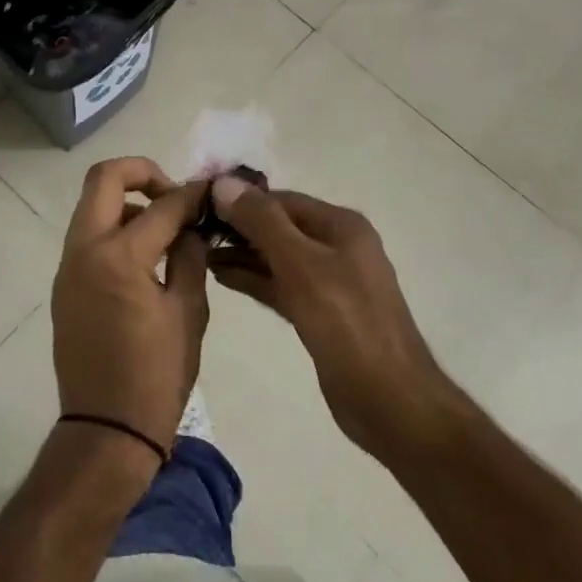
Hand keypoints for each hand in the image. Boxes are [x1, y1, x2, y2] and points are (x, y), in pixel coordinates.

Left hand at [51, 158, 210, 457]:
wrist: (106, 430)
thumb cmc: (157, 376)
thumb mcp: (189, 312)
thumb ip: (190, 256)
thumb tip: (192, 225)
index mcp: (120, 257)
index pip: (162, 205)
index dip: (192, 194)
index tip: (212, 193)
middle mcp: (85, 251)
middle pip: (104, 178)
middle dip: (143, 173)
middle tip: (174, 196)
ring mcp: (68, 267)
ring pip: (93, 208)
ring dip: (128, 205)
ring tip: (165, 232)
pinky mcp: (64, 286)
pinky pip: (89, 239)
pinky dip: (116, 232)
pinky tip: (146, 259)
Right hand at [208, 176, 450, 458]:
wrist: (389, 399)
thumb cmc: (346, 323)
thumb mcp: (301, 265)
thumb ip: (262, 223)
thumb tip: (224, 182)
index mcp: (341, 226)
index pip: (281, 199)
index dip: (241, 199)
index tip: (198, 202)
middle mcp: (337, 246)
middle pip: (279, 226)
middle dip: (239, 226)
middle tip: (192, 229)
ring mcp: (330, 281)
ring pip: (278, 257)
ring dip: (242, 253)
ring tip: (198, 251)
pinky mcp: (320, 312)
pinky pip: (281, 285)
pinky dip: (254, 279)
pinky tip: (221, 276)